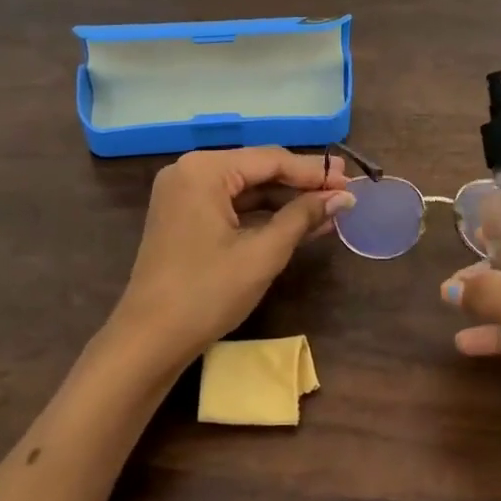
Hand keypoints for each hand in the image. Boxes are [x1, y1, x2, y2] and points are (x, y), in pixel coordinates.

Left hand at [105, 147, 352, 374]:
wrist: (150, 340)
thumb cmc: (207, 293)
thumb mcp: (263, 253)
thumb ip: (303, 217)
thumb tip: (344, 197)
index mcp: (204, 170)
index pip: (271, 159)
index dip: (314, 172)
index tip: (351, 181)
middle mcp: (190, 171)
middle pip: (258, 169)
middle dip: (301, 185)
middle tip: (344, 193)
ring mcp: (184, 194)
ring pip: (247, 189)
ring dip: (286, 202)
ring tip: (330, 210)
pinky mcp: (185, 217)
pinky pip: (232, 206)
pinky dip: (263, 216)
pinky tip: (299, 224)